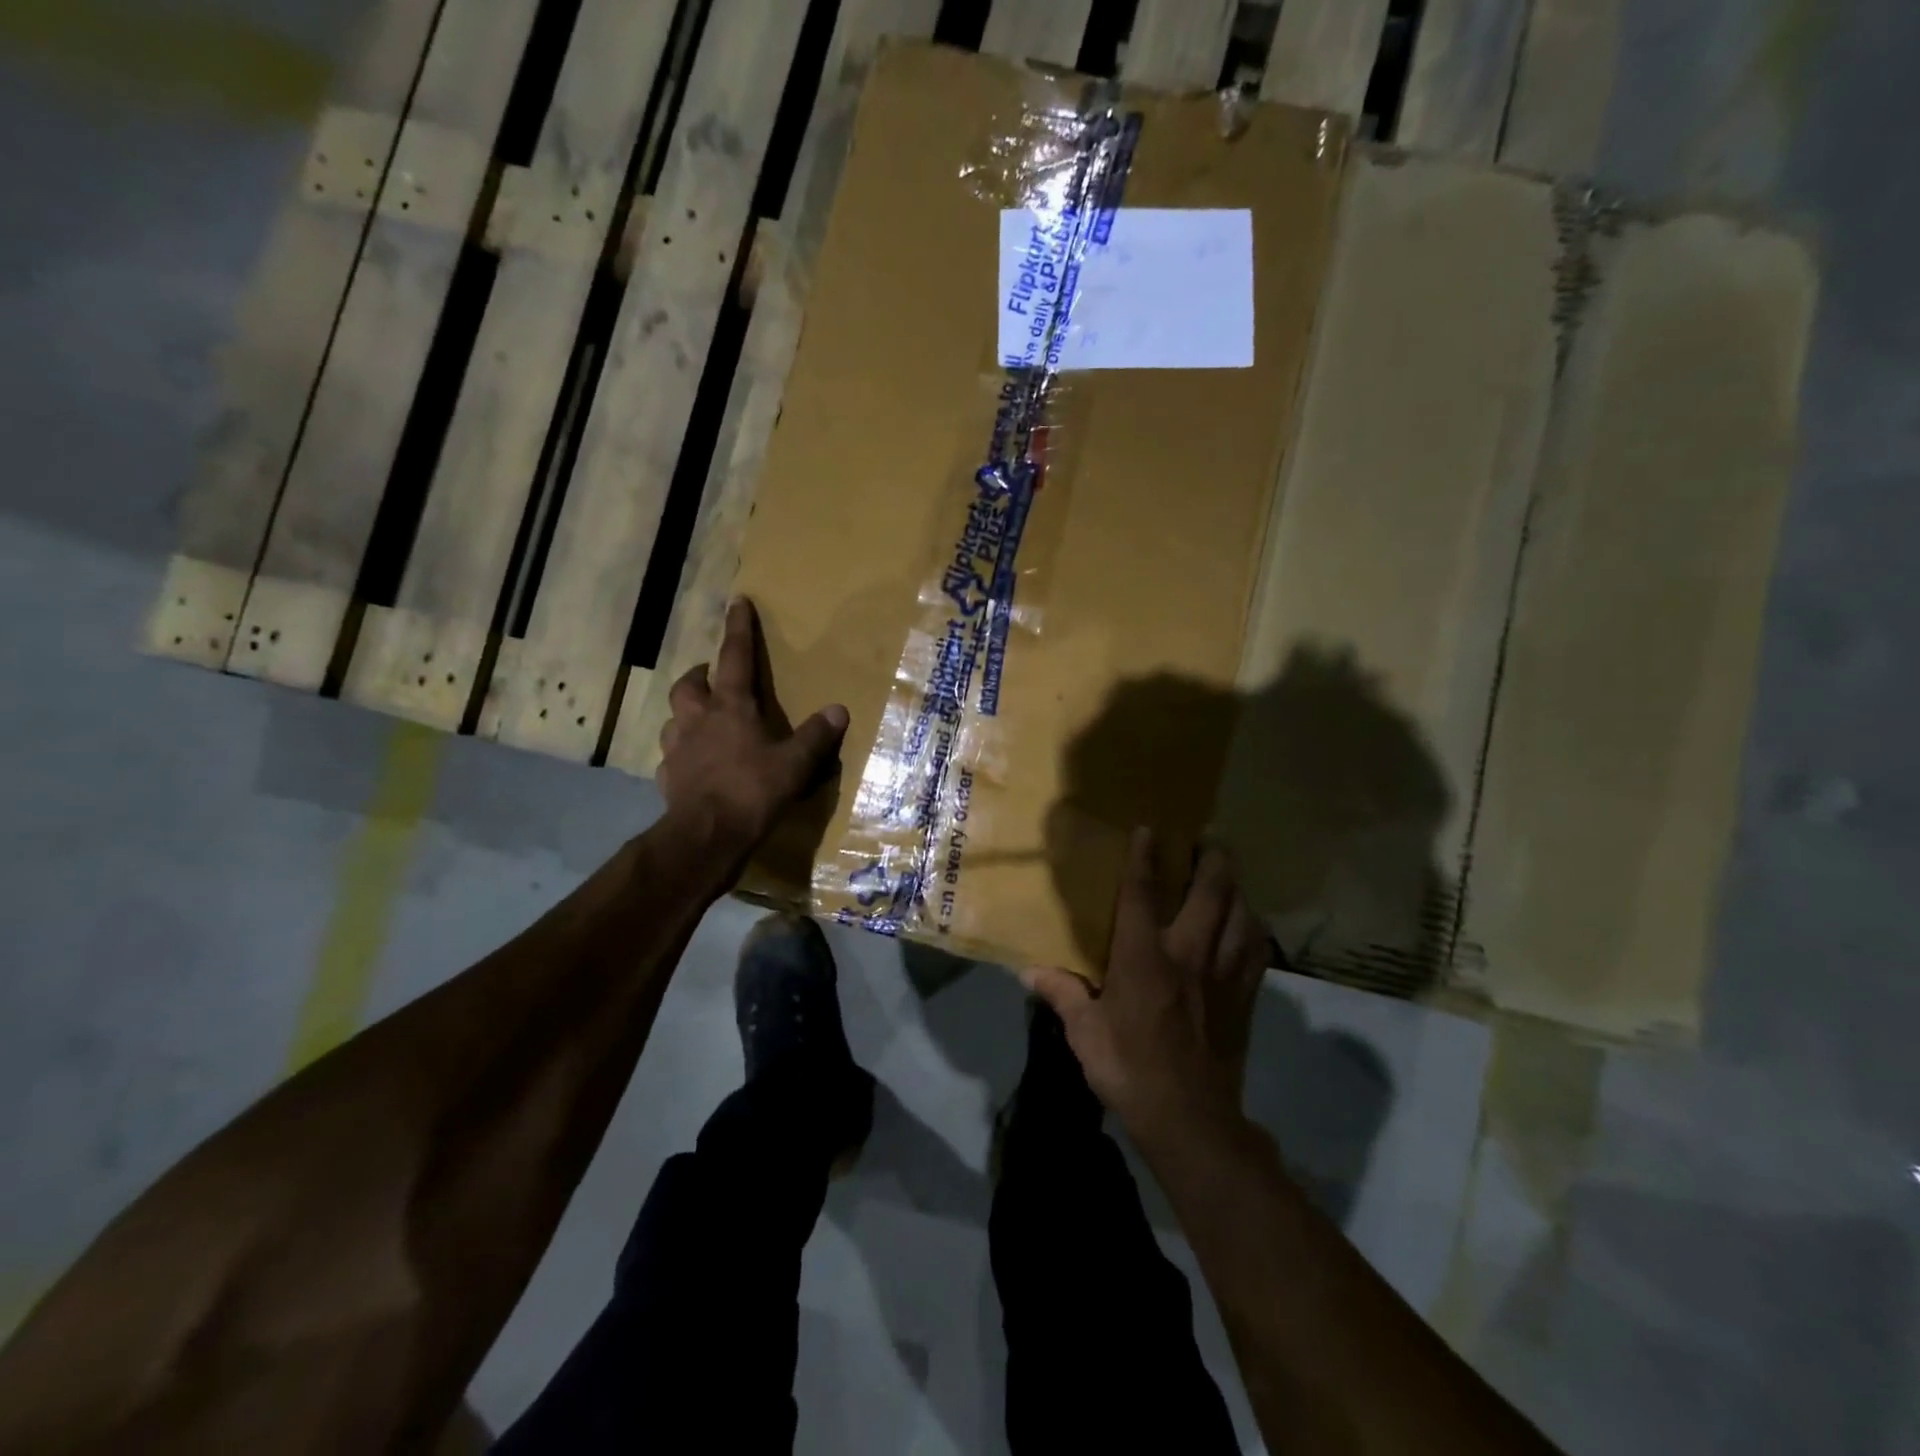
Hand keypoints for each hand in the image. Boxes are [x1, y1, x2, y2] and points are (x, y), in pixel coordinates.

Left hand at [657, 598, 848, 859]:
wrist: (707, 834)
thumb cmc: (752, 791)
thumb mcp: (794, 764)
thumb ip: (816, 736)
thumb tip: (839, 710)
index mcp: (731, 708)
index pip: (735, 658)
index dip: (739, 629)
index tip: (737, 602)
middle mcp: (698, 719)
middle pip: (690, 684)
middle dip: (701, 674)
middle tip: (712, 675)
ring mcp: (678, 748)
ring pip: (674, 717)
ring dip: (687, 711)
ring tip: (701, 719)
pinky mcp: (668, 777)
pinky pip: (672, 756)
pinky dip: (682, 753)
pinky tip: (691, 764)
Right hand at [1021, 829, 1268, 1142]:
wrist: (1190, 1119)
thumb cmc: (1129, 1069)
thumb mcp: (1085, 1033)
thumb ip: (1062, 994)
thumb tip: (1028, 972)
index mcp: (1143, 958)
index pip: (1143, 893)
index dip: (1145, 857)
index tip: (1150, 828)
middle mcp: (1188, 954)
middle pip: (1211, 892)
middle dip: (1212, 860)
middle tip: (1208, 841)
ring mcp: (1223, 974)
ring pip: (1241, 915)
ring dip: (1237, 889)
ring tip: (1229, 876)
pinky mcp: (1244, 997)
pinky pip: (1257, 951)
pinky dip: (1254, 929)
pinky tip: (1248, 926)